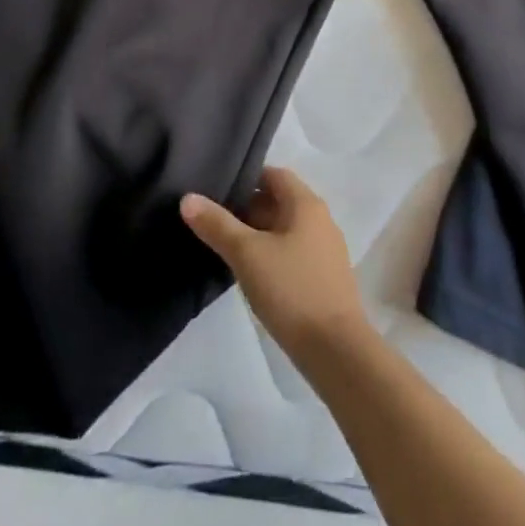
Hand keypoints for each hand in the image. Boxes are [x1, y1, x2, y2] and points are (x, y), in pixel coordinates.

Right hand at [181, 166, 369, 366]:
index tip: (216, 190)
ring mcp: (324, 250)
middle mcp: (320, 220)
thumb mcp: (247, 254)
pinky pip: (292, 253)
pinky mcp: (324, 278)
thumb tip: (188, 198)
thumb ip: (217, 224)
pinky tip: (250, 273)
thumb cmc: (291, 290)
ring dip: (257, 234)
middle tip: (212, 220)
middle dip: (246, 208)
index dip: (246, 178)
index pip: (274, 174)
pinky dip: (270, 254)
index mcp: (306, 204)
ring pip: (284, 230)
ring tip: (224, 246)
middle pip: (278, 201)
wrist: (336, 351)